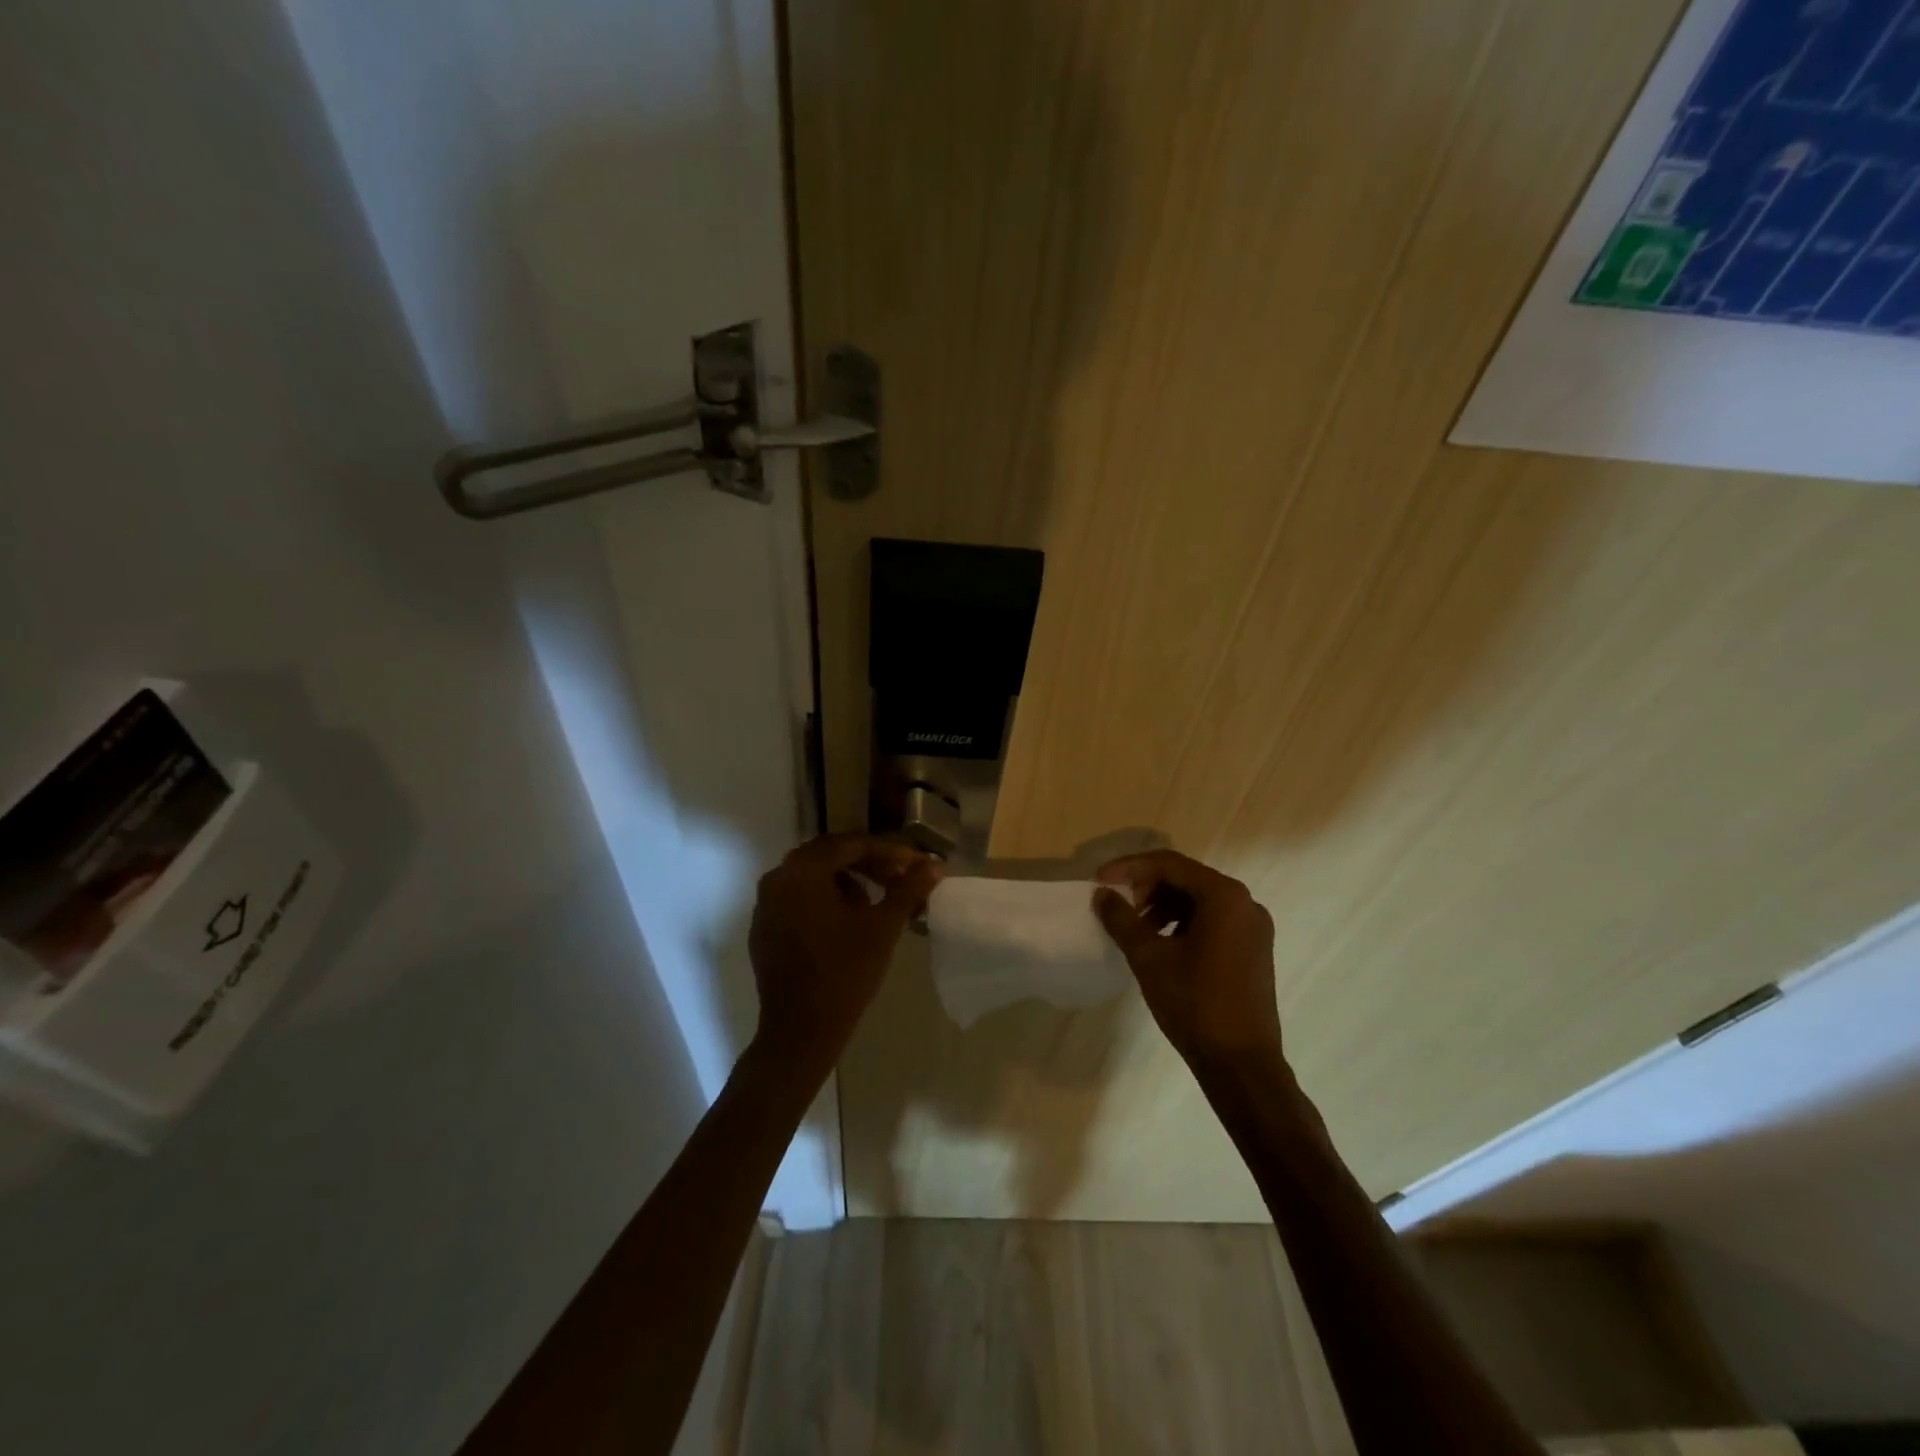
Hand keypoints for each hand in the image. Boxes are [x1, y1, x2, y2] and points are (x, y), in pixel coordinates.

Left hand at [747, 833, 940, 1069]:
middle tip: (900, 877)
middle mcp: (777, 879)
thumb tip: (934, 864)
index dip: (889, 852)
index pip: (851, 845)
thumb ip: (908, 889)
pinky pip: (798, 899)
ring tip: (877, 902)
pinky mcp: (764, 929)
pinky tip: (848, 922)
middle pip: (829, 855)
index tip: (917, 865)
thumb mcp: (883, 927)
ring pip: (813, 877)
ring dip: (848, 880)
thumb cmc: (844, 973)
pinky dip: (825, 899)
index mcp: (802, 871)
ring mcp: (766, 905)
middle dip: (868, 863)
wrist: (800, 1032)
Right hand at [1093, 850, 1282, 1068]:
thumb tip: (1102, 895)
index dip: (1130, 868)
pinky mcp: (1253, 950)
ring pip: (1199, 900)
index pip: (1170, 864)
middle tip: (1120, 906)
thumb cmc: (1195, 1004)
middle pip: (1187, 878)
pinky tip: (1162, 945)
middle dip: (1148, 887)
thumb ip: (1122, 919)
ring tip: (1137, 929)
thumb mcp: (1149, 958)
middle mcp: (1245, 903)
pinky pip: (1213, 921)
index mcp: (1225, 897)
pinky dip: (1183, 923)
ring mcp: (1253, 928)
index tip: (1100, 881)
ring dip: (1164, 906)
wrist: (1242, 1065)